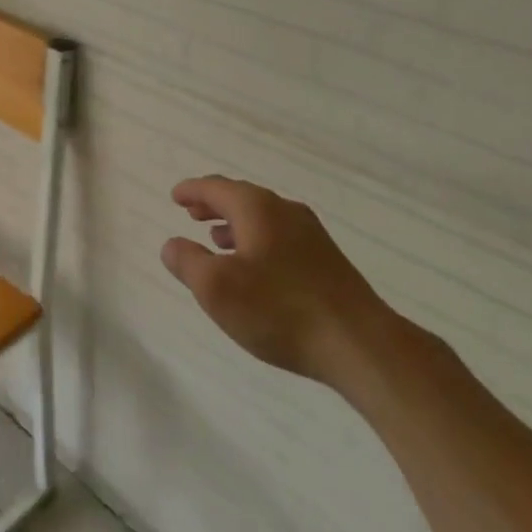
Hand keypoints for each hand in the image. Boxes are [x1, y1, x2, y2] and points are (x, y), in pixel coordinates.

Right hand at [161, 176, 392, 386]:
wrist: (359, 344)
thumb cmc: (279, 310)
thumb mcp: (216, 289)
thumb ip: (188, 262)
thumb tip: (172, 244)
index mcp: (257, 208)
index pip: (216, 187)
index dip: (192, 190)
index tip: (175, 196)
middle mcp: (285, 211)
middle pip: (242, 198)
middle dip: (213, 204)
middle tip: (191, 213)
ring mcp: (311, 235)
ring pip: (263, 218)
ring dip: (235, 224)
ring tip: (216, 239)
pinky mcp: (326, 261)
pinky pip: (280, 237)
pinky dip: (257, 240)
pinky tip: (255, 268)